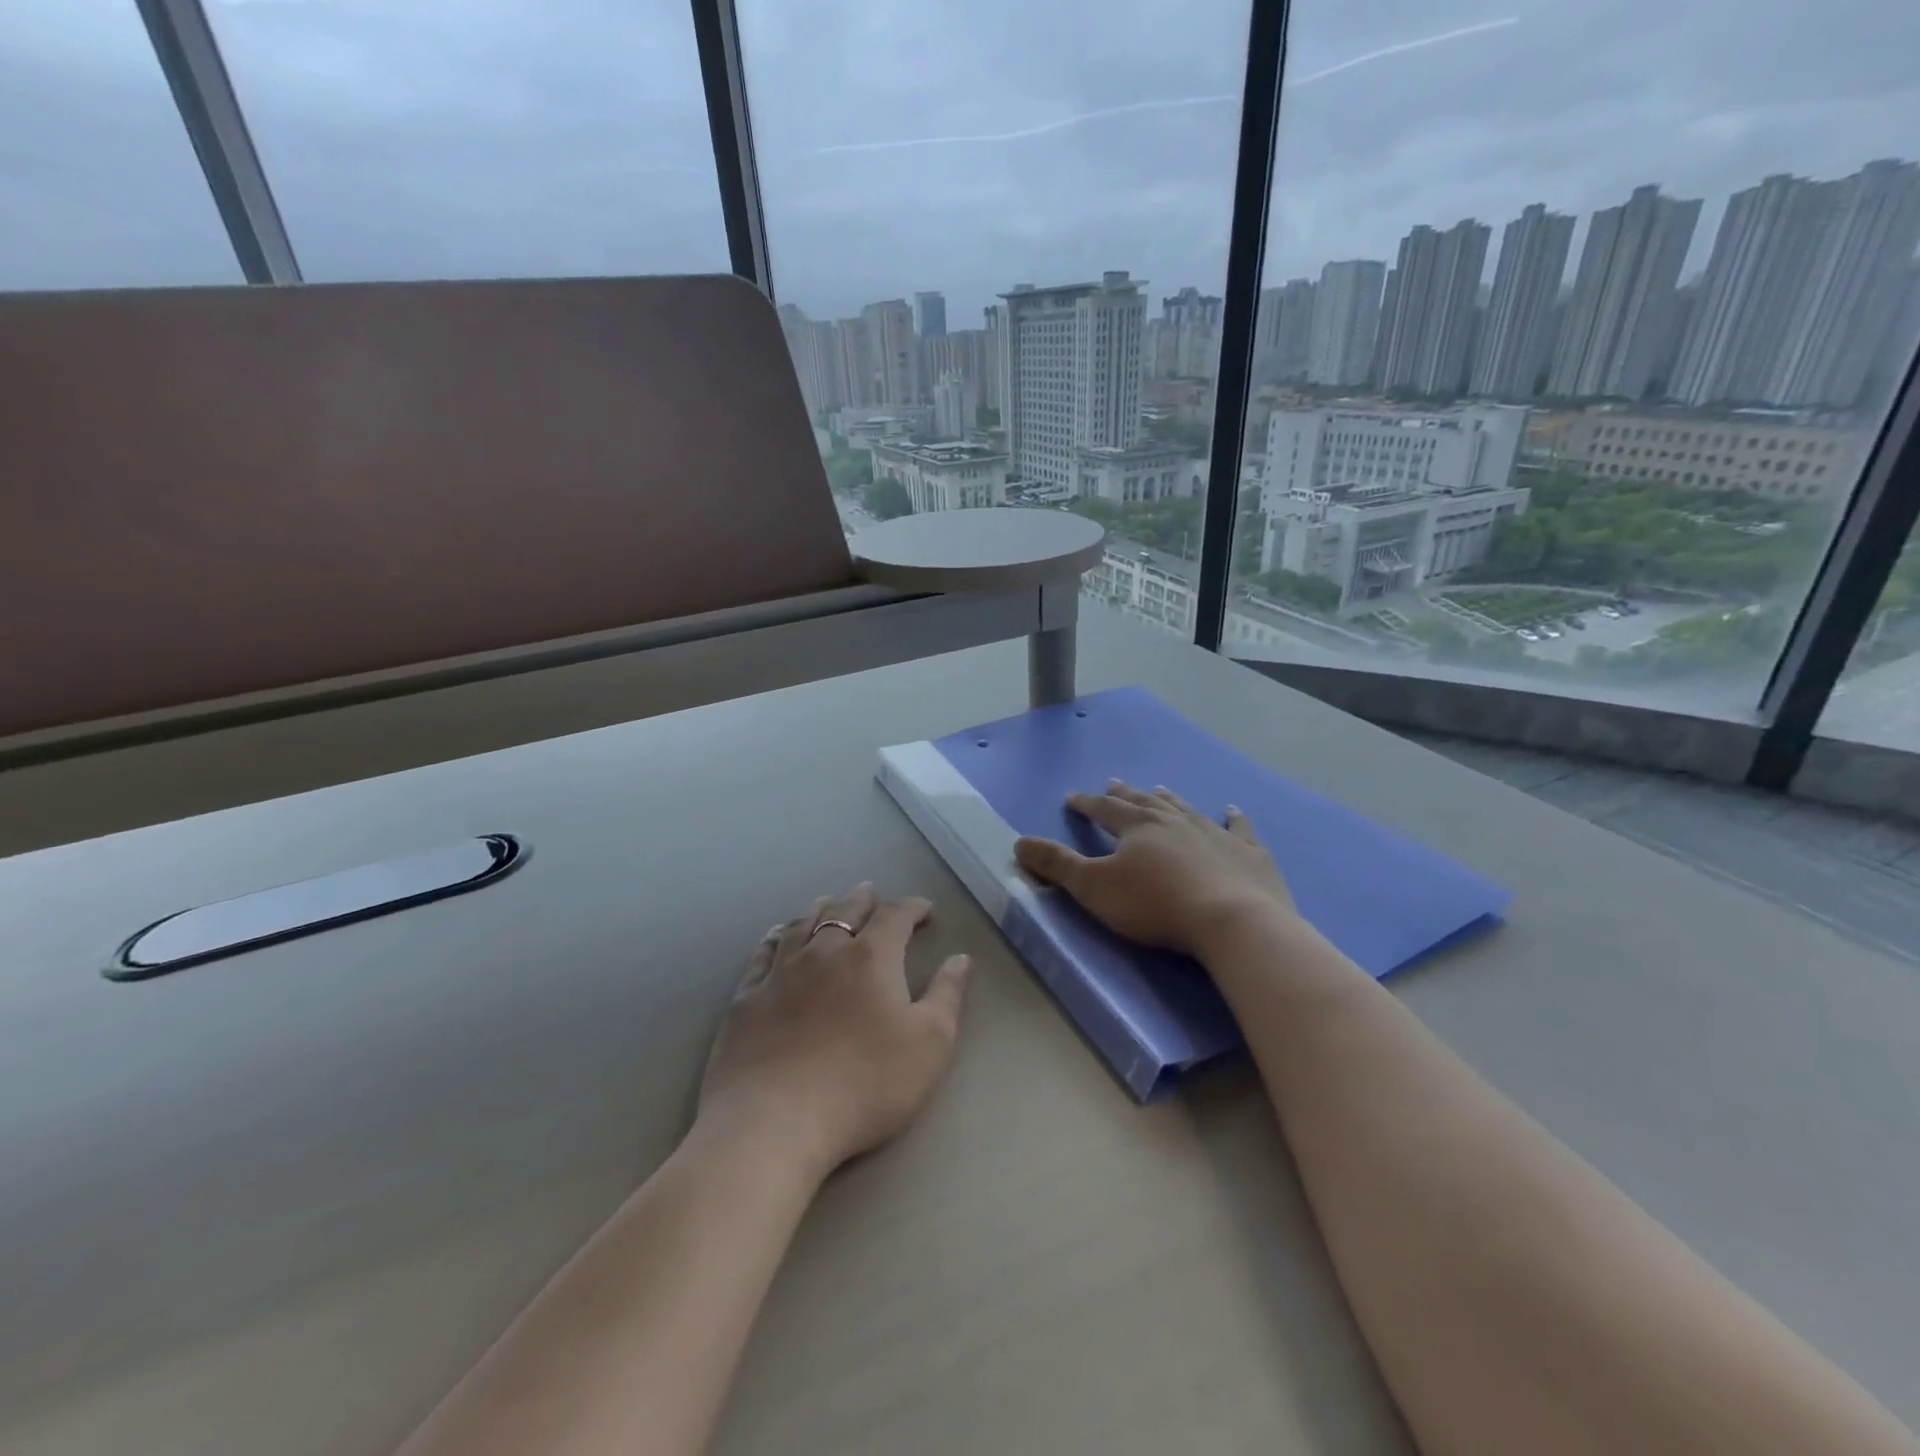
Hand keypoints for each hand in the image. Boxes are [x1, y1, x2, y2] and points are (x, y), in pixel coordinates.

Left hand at [698, 883, 970, 1181]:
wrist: (774, 1122)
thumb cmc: (864, 1084)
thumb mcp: (929, 1045)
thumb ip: (948, 996)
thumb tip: (961, 958)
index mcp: (872, 957)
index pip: (895, 916)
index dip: (912, 908)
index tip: (925, 911)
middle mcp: (825, 951)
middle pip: (845, 910)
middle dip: (863, 899)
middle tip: (871, 893)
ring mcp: (781, 971)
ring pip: (803, 924)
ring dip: (820, 909)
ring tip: (828, 903)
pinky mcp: (748, 997)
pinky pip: (764, 953)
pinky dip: (776, 937)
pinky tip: (777, 936)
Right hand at [1013, 780, 1295, 956]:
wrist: (1232, 921)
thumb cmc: (1155, 905)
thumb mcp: (1094, 888)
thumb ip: (1057, 865)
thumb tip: (1019, 843)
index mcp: (1137, 827)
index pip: (1104, 809)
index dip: (1086, 804)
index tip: (1072, 797)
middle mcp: (1175, 821)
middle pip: (1144, 802)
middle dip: (1125, 794)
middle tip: (1114, 782)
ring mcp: (1216, 833)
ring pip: (1186, 809)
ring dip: (1169, 799)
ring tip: (1159, 789)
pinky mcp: (1250, 854)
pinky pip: (1239, 829)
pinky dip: (1234, 818)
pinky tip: (1232, 809)